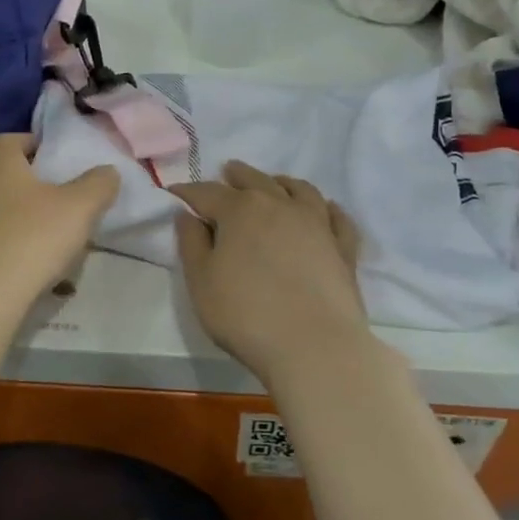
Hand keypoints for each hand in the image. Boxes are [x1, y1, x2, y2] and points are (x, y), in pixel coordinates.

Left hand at [0, 134, 117, 305]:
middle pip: (2, 174)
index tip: (56, 160)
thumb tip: (107, 172)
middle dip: (28, 183)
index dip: (32, 145)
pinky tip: (27, 263)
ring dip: (18, 216)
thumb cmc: (32, 238)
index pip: (8, 140)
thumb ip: (98, 184)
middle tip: (58, 198)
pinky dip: (6, 244)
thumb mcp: (80, 207)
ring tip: (47, 235)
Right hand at [172, 163, 371, 385]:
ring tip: (274, 183)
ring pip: (299, 189)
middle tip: (227, 173)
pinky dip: (327, 208)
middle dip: (236, 176)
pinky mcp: (343, 247)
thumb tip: (186, 215)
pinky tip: (324, 210)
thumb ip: (191, 243)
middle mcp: (279, 205)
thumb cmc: (246, 314)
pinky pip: (336, 216)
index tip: (175, 193)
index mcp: (240, 210)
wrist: (314, 346)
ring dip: (281, 182)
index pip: (207, 193)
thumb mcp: (201, 282)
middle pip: (255, 180)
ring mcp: (316, 223)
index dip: (188, 192)